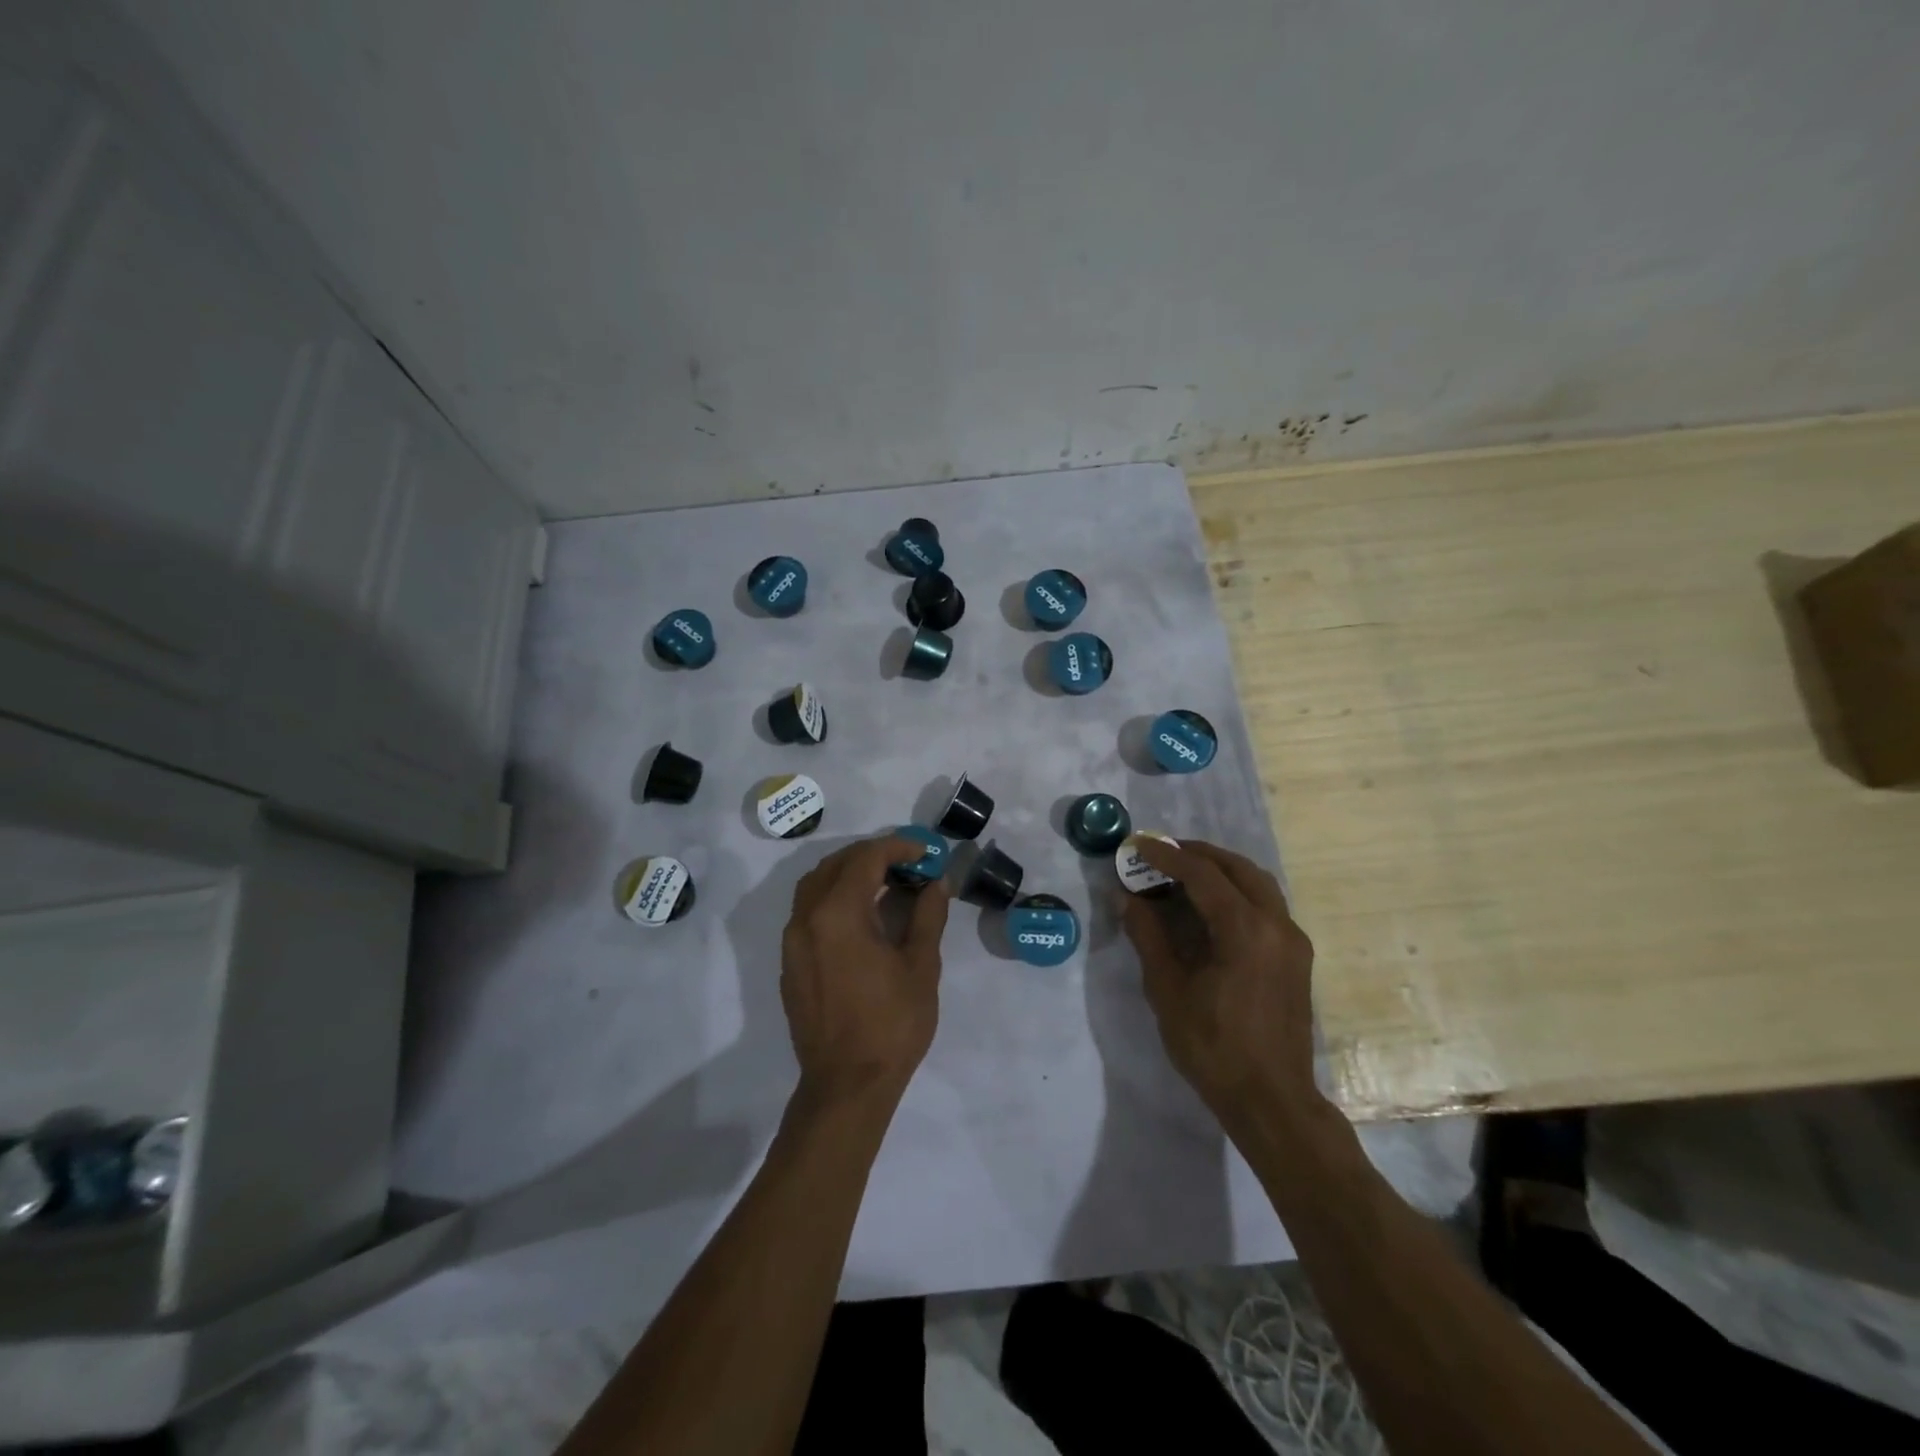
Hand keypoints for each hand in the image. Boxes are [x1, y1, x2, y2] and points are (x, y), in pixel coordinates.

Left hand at [781, 834, 950, 1107]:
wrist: (846, 1085)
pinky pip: (808, 911)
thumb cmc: (891, 1024)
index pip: (866, 858)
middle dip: (873, 855)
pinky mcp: (789, 962)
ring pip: (815, 884)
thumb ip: (928, 915)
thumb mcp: (921, 966)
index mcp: (838, 914)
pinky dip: (834, 897)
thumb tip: (937, 883)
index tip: (926, 852)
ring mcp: (792, 941)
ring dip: (849, 873)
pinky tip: (862, 916)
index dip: (898, 846)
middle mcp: (807, 918)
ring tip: (885, 883)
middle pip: (836, 865)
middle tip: (909, 864)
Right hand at [1122, 839, 1319, 1129]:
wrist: (1271, 1100)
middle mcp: (1277, 924)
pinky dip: (1236, 891)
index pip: (1202, 874)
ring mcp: (1292, 940)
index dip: (1166, 856)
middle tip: (1161, 853)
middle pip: (1237, 868)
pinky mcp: (1296, 956)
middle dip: (1197, 854)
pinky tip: (1210, 906)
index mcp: (1245, 929)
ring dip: (1220, 870)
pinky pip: (1266, 904)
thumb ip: (1148, 935)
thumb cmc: (1213, 1047)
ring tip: (1183, 872)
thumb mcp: (1168, 990)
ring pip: (1257, 883)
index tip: (1137, 845)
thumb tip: (1127, 898)